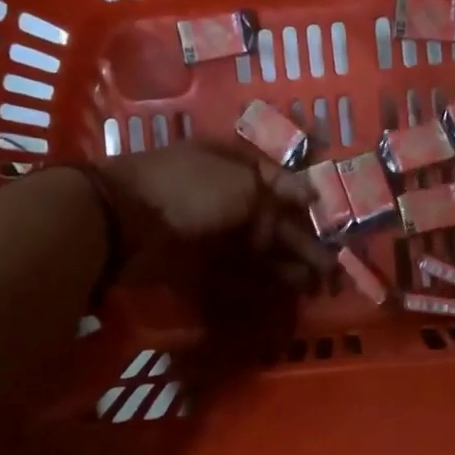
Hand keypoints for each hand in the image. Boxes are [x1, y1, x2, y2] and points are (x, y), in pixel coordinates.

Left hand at [94, 142, 332, 280]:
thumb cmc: (188, 190)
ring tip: (315, 284)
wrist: (124, 223)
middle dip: (303, 240)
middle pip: (273, 218)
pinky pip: (239, 269)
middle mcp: (226, 194)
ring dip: (288, 263)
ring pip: (260, 247)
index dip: (306, 200)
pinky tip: (283, 290)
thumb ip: (277, 195)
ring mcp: (211, 229)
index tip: (329, 222)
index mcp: (235, 164)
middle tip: (330, 267)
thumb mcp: (241, 182)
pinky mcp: (200, 260)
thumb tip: (309, 199)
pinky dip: (262, 279)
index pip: (280, 179)